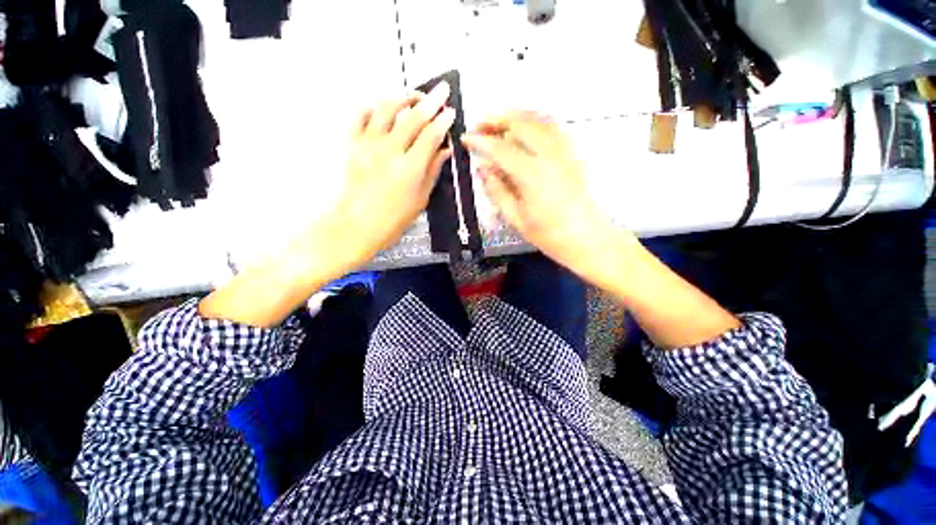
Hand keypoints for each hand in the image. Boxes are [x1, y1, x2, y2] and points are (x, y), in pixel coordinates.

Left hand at [329, 83, 455, 268]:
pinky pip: (361, 115)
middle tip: (441, 91)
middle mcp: (389, 151)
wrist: (357, 225)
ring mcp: (368, 144)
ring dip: (403, 96)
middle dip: (431, 100)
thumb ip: (433, 171)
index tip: (450, 113)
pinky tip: (382, 107)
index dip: (443, 121)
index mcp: (410, 168)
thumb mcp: (420, 199)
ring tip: (414, 95)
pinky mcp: (352, 144)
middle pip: (413, 116)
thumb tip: (444, 151)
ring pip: (386, 108)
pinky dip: (373, 106)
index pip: (431, 135)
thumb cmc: (392, 219)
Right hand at [461, 112, 616, 276]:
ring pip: (539, 120)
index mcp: (532, 175)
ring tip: (499, 122)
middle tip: (480, 125)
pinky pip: (553, 128)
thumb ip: (497, 191)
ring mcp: (564, 152)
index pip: (501, 149)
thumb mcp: (516, 218)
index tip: (466, 138)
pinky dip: (536, 122)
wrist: (586, 239)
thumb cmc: (548, 235)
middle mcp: (549, 156)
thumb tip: (482, 169)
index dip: (481, 141)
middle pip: (522, 124)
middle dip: (497, 120)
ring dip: (517, 117)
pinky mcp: (573, 155)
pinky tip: (527, 129)